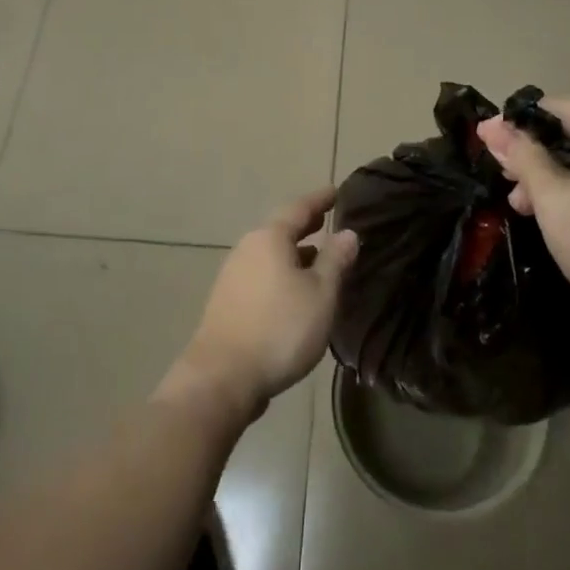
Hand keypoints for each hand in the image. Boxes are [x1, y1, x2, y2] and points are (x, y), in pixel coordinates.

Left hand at [165, 188, 358, 423]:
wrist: (222, 378)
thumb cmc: (279, 329)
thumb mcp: (320, 294)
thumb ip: (335, 260)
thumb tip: (348, 233)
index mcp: (269, 238)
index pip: (299, 208)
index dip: (320, 200)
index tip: (336, 192)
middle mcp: (247, 249)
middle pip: (280, 229)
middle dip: (306, 224)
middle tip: (327, 219)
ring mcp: (233, 276)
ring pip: (270, 254)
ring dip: (294, 252)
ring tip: (317, 257)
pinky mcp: (228, 302)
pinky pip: (262, 274)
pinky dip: (282, 272)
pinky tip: (295, 291)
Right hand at [475, 97, 569, 344]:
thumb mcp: (557, 203)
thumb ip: (523, 159)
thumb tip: (489, 127)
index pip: (560, 108)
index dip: (518, 125)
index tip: (484, 145)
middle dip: (538, 151)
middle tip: (505, 177)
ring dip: (558, 169)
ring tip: (524, 200)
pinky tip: (559, 204)